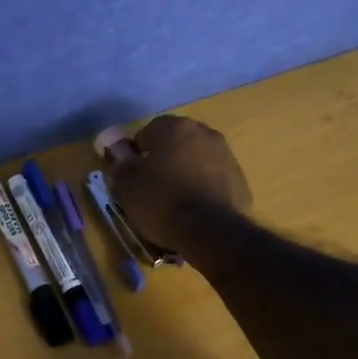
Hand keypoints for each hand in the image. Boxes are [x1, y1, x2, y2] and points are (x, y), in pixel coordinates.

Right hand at [103, 114, 252, 255]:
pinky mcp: (240, 179)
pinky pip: (213, 178)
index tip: (133, 177)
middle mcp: (203, 132)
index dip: (136, 155)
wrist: (211, 231)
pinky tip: (195, 209)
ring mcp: (226, 154)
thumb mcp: (127, 186)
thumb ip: (119, 164)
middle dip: (163, 160)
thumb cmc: (162, 202)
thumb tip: (117, 155)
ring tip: (175, 201)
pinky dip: (203, 187)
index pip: (146, 133)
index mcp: (173, 127)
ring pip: (196, 159)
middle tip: (152, 188)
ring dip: (185, 172)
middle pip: (175, 143)